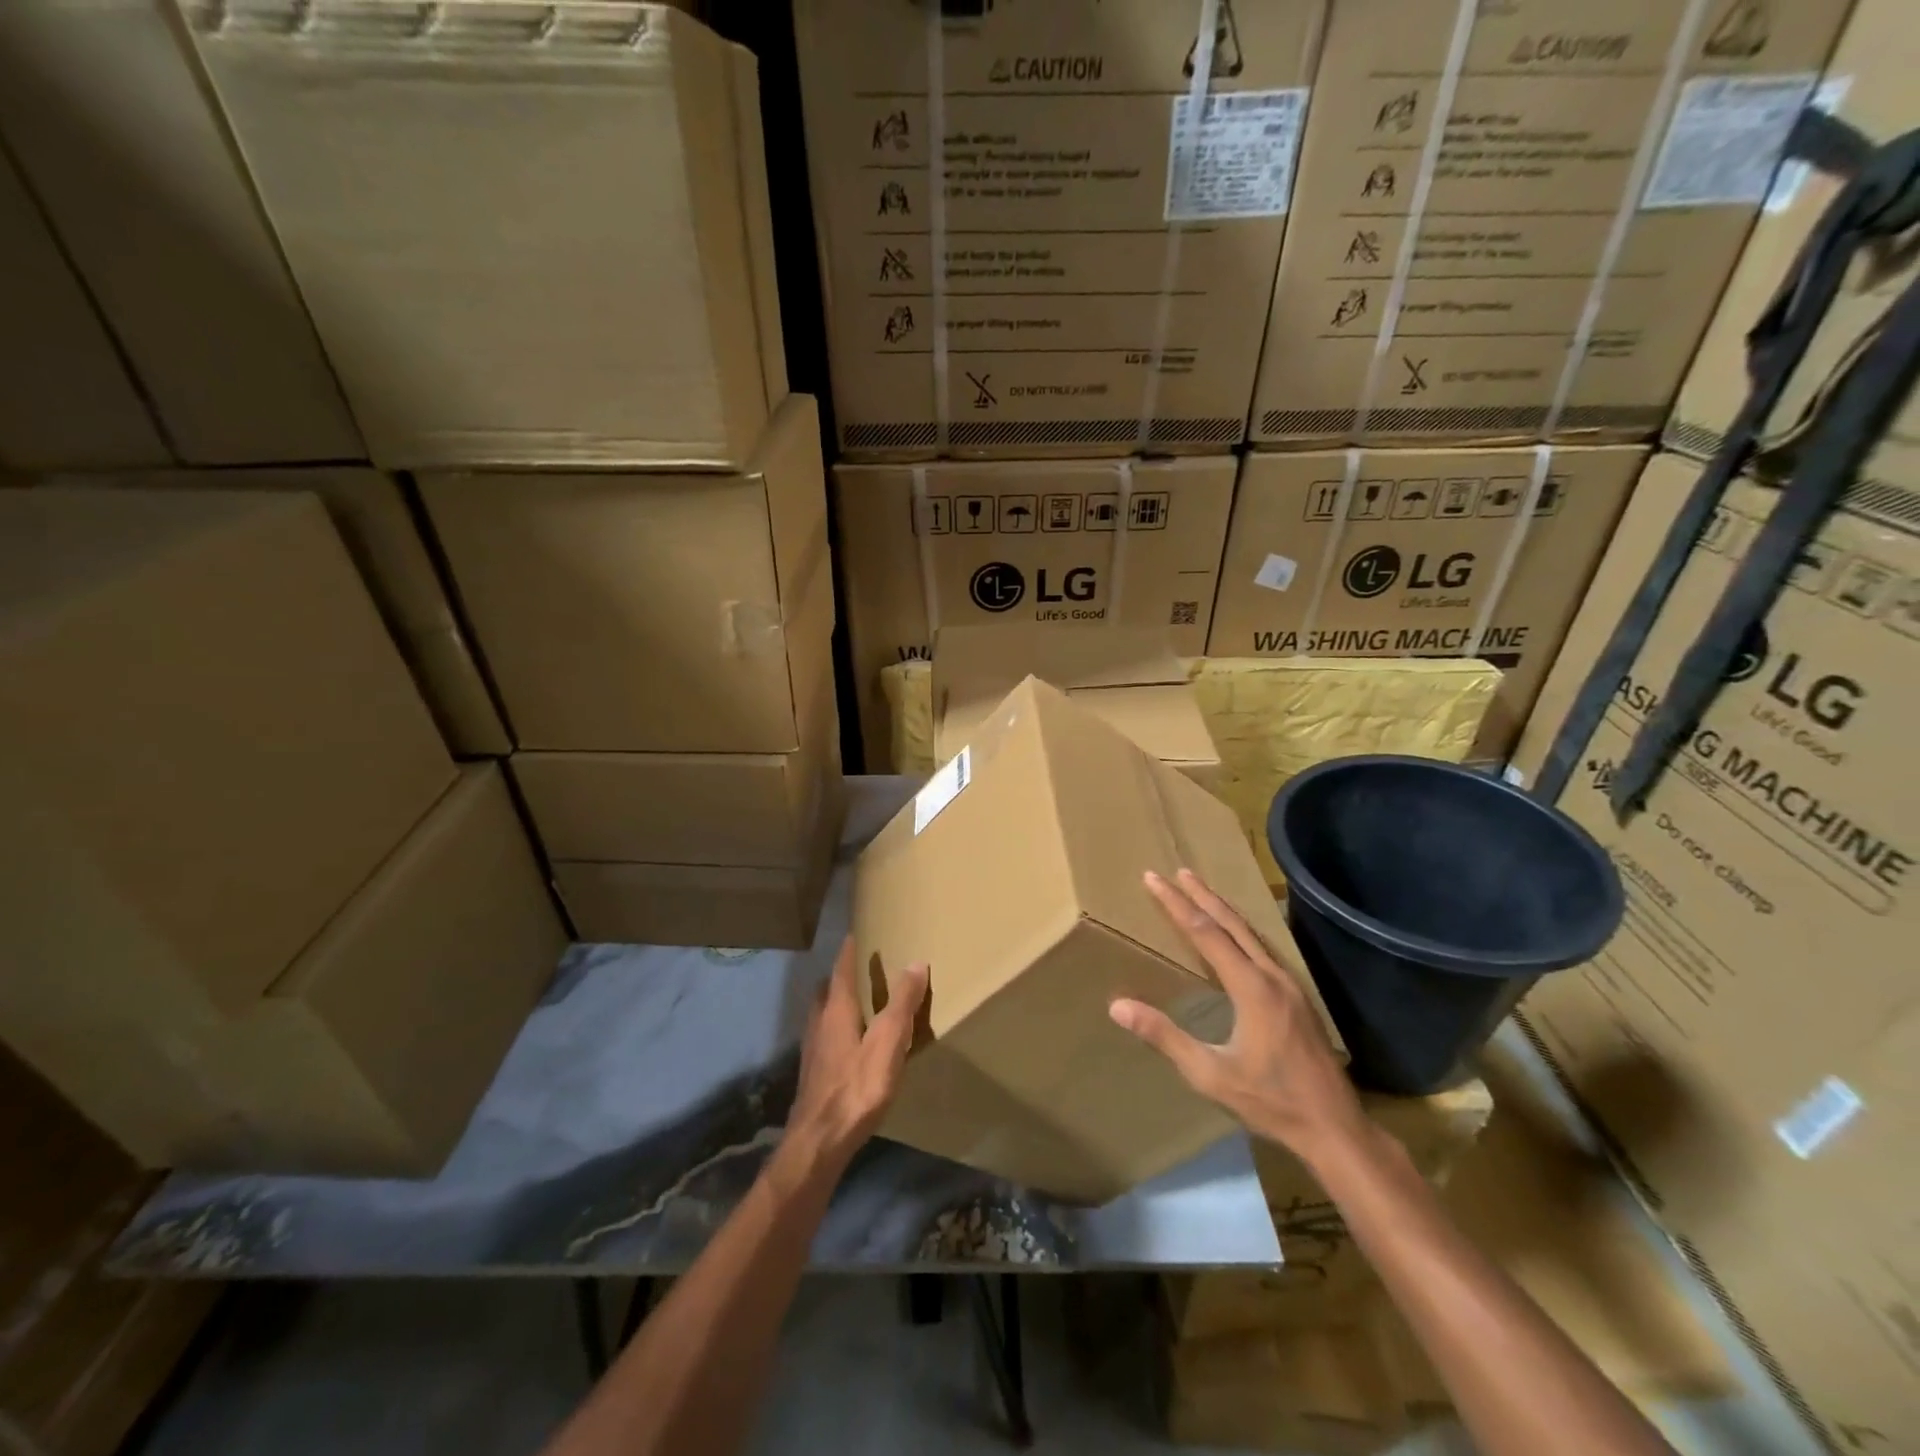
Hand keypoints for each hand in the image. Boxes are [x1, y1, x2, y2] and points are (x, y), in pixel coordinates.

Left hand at [783, 937, 927, 1175]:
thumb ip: (902, 1003)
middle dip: (841, 976)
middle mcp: (819, 1022)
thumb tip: (916, 962)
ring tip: (858, 1003)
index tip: (857, 933)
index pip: (842, 969)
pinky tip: (850, 1044)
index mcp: (836, 1009)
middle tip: (861, 968)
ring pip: (823, 1013)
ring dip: (837, 1002)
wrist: (818, 1142)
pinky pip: (825, 1036)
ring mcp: (812, 1049)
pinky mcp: (813, 1073)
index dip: (850, 950)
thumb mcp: (888, 1042)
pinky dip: (837, 1027)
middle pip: (828, 990)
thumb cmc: (856, 1087)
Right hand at [1110, 869, 1367, 1166]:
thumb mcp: (1210, 1074)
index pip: (1205, 932)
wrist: (1335, 1127)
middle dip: (1201, 894)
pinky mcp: (1297, 997)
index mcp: (1251, 987)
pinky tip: (1236, 936)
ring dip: (1223, 909)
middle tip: (1178, 870)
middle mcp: (1272, 975)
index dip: (1176, 903)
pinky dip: (1240, 929)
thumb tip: (1118, 1006)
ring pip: (1251, 933)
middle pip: (1232, 923)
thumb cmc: (1271, 1101)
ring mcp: (1289, 984)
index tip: (1153, 878)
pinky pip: (1263, 948)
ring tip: (1201, 891)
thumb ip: (1165, 1037)